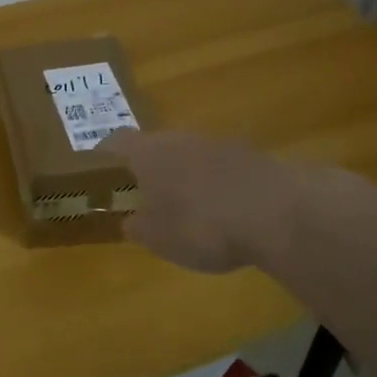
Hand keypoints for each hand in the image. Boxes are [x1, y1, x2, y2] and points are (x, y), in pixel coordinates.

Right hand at [99, 129, 281, 273]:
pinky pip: (220, 167)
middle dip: (147, 170)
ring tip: (187, 210)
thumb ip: (138, 227)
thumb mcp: (157, 238)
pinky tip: (224, 213)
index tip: (100, 177)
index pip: (114, 143)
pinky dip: (215, 185)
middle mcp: (178, 138)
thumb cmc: (200, 224)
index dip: (104, 158)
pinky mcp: (250, 155)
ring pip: (188, 155)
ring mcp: (217, 142)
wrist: (276, 212)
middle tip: (144, 199)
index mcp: (146, 152)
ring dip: (184, 176)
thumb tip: (130, 221)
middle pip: (154, 146)